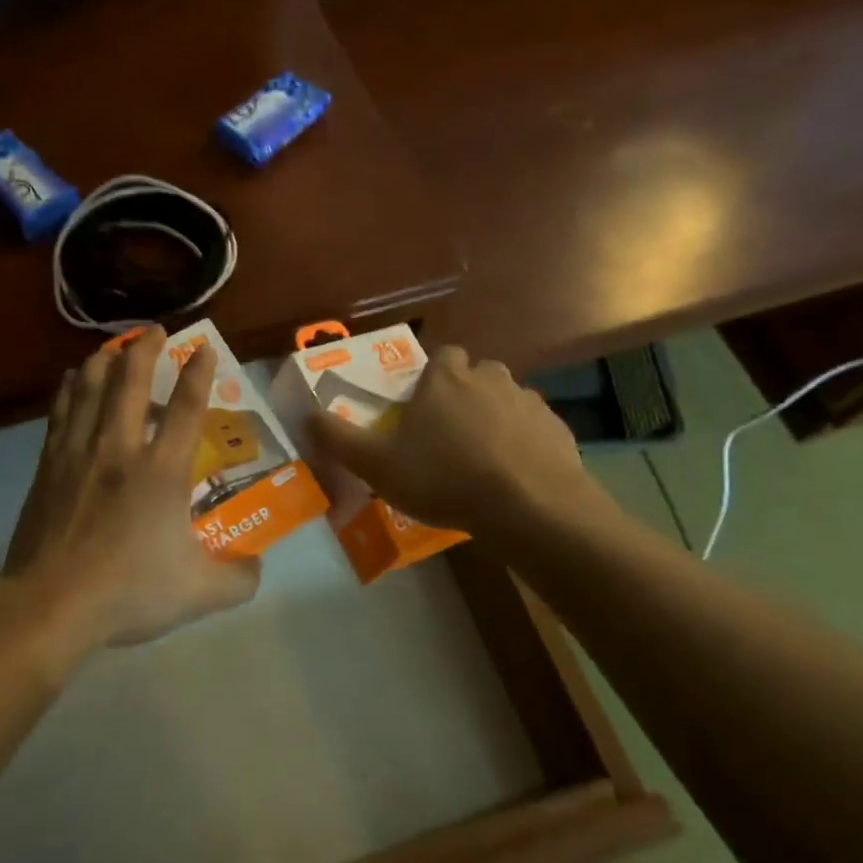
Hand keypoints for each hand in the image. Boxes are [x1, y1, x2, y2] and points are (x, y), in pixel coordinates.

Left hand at [3, 328, 261, 651]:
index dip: (199, 373)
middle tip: (155, 331)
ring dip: (105, 360)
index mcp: (162, 473)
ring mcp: (79, 453)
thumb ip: (239, 578)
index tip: (204, 347)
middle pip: (131, 381)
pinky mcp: (48, 465)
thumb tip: (257, 565)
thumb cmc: (128, 592)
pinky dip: (70, 387)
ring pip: (90, 387)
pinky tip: (72, 378)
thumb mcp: (200, 593)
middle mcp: (120, 449)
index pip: (187, 409)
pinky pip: (60, 410)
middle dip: (145, 349)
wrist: (51, 604)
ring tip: (115, 347)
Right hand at [306, 345, 609, 538]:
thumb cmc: (444, 477)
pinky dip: (523, 443)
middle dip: (464, 395)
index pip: (441, 356)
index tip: (422, 405)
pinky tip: (513, 475)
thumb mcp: (377, 464)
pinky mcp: (557, 430)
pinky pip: (533, 429)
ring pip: (507, 400)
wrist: (527, 506)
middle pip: (476, 375)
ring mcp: (529, 402)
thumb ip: (339, 439)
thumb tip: (305, 415)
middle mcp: (490, 378)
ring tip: (481, 458)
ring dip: (495, 418)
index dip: (432, 377)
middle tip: (448, 435)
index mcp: (446, 379)